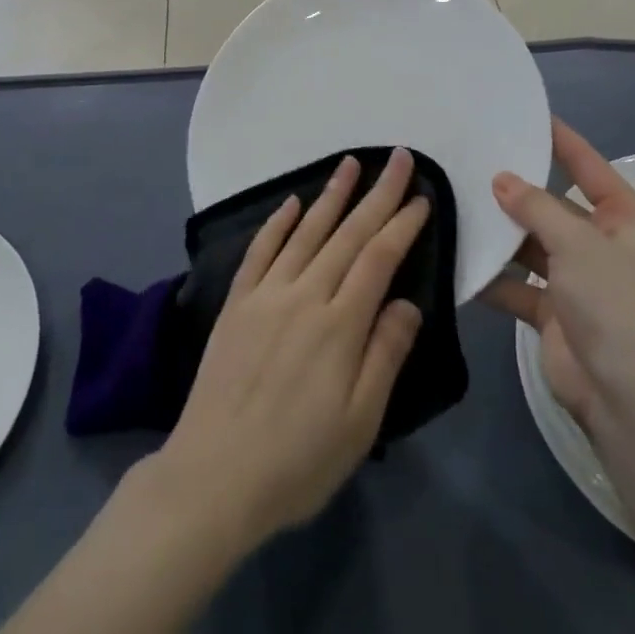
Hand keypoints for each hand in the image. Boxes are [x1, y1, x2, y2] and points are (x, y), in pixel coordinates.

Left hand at [147, 148, 429, 549]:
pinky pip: (261, 249)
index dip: (402, 225)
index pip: (378, 259)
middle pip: (348, 234)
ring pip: (306, 230)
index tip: (422, 197)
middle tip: (399, 158)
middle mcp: (305, 294)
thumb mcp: (359, 423)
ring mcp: (266, 293)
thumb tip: (409, 302)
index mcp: (340, 324)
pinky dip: (277, 222)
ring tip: (351, 163)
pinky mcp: (237, 302)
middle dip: (378, 194)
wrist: (213, 477)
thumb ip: (385, 355)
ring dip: (332, 194)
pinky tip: (292, 201)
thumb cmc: (297, 460)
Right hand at [479, 119, 634, 434]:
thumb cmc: (613, 304)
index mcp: (625, 221)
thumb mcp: (576, 243)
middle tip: (474, 158)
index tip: (529, 114)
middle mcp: (602, 245)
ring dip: (501, 233)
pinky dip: (494, 276)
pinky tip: (460, 259)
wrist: (627, 398)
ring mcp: (578, 280)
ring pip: (532, 243)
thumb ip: (535, 207)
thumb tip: (501, 179)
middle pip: (554, 205)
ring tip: (458, 203)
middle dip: (518, 189)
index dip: (562, 140)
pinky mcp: (554, 311)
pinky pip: (519, 283)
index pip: (589, 167)